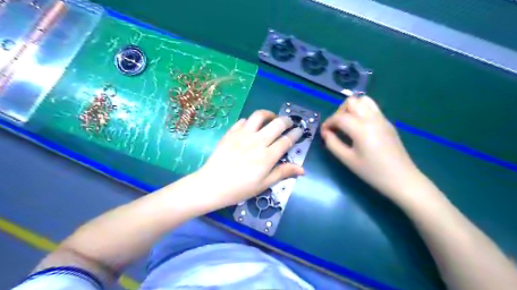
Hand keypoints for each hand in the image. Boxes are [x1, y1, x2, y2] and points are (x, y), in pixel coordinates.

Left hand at [196, 110, 303, 208]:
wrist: (211, 185)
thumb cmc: (239, 189)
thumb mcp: (263, 184)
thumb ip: (282, 173)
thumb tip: (302, 169)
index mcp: (267, 156)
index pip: (286, 140)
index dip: (296, 134)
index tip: (299, 131)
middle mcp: (257, 141)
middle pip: (277, 124)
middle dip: (287, 120)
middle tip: (289, 123)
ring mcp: (243, 135)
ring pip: (259, 116)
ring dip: (269, 114)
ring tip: (272, 118)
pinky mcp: (231, 133)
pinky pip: (243, 120)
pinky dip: (251, 121)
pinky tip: (252, 127)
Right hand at [320, 96, 423, 200]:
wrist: (401, 179)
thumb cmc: (372, 172)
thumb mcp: (347, 160)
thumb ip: (332, 144)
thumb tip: (326, 133)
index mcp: (361, 128)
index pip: (339, 117)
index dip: (328, 123)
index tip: (324, 132)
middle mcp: (372, 118)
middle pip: (351, 102)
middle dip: (339, 112)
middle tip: (336, 127)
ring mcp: (382, 119)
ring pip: (363, 101)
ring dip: (351, 108)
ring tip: (347, 123)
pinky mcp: (388, 123)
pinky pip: (372, 108)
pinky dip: (361, 112)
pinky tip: (359, 128)